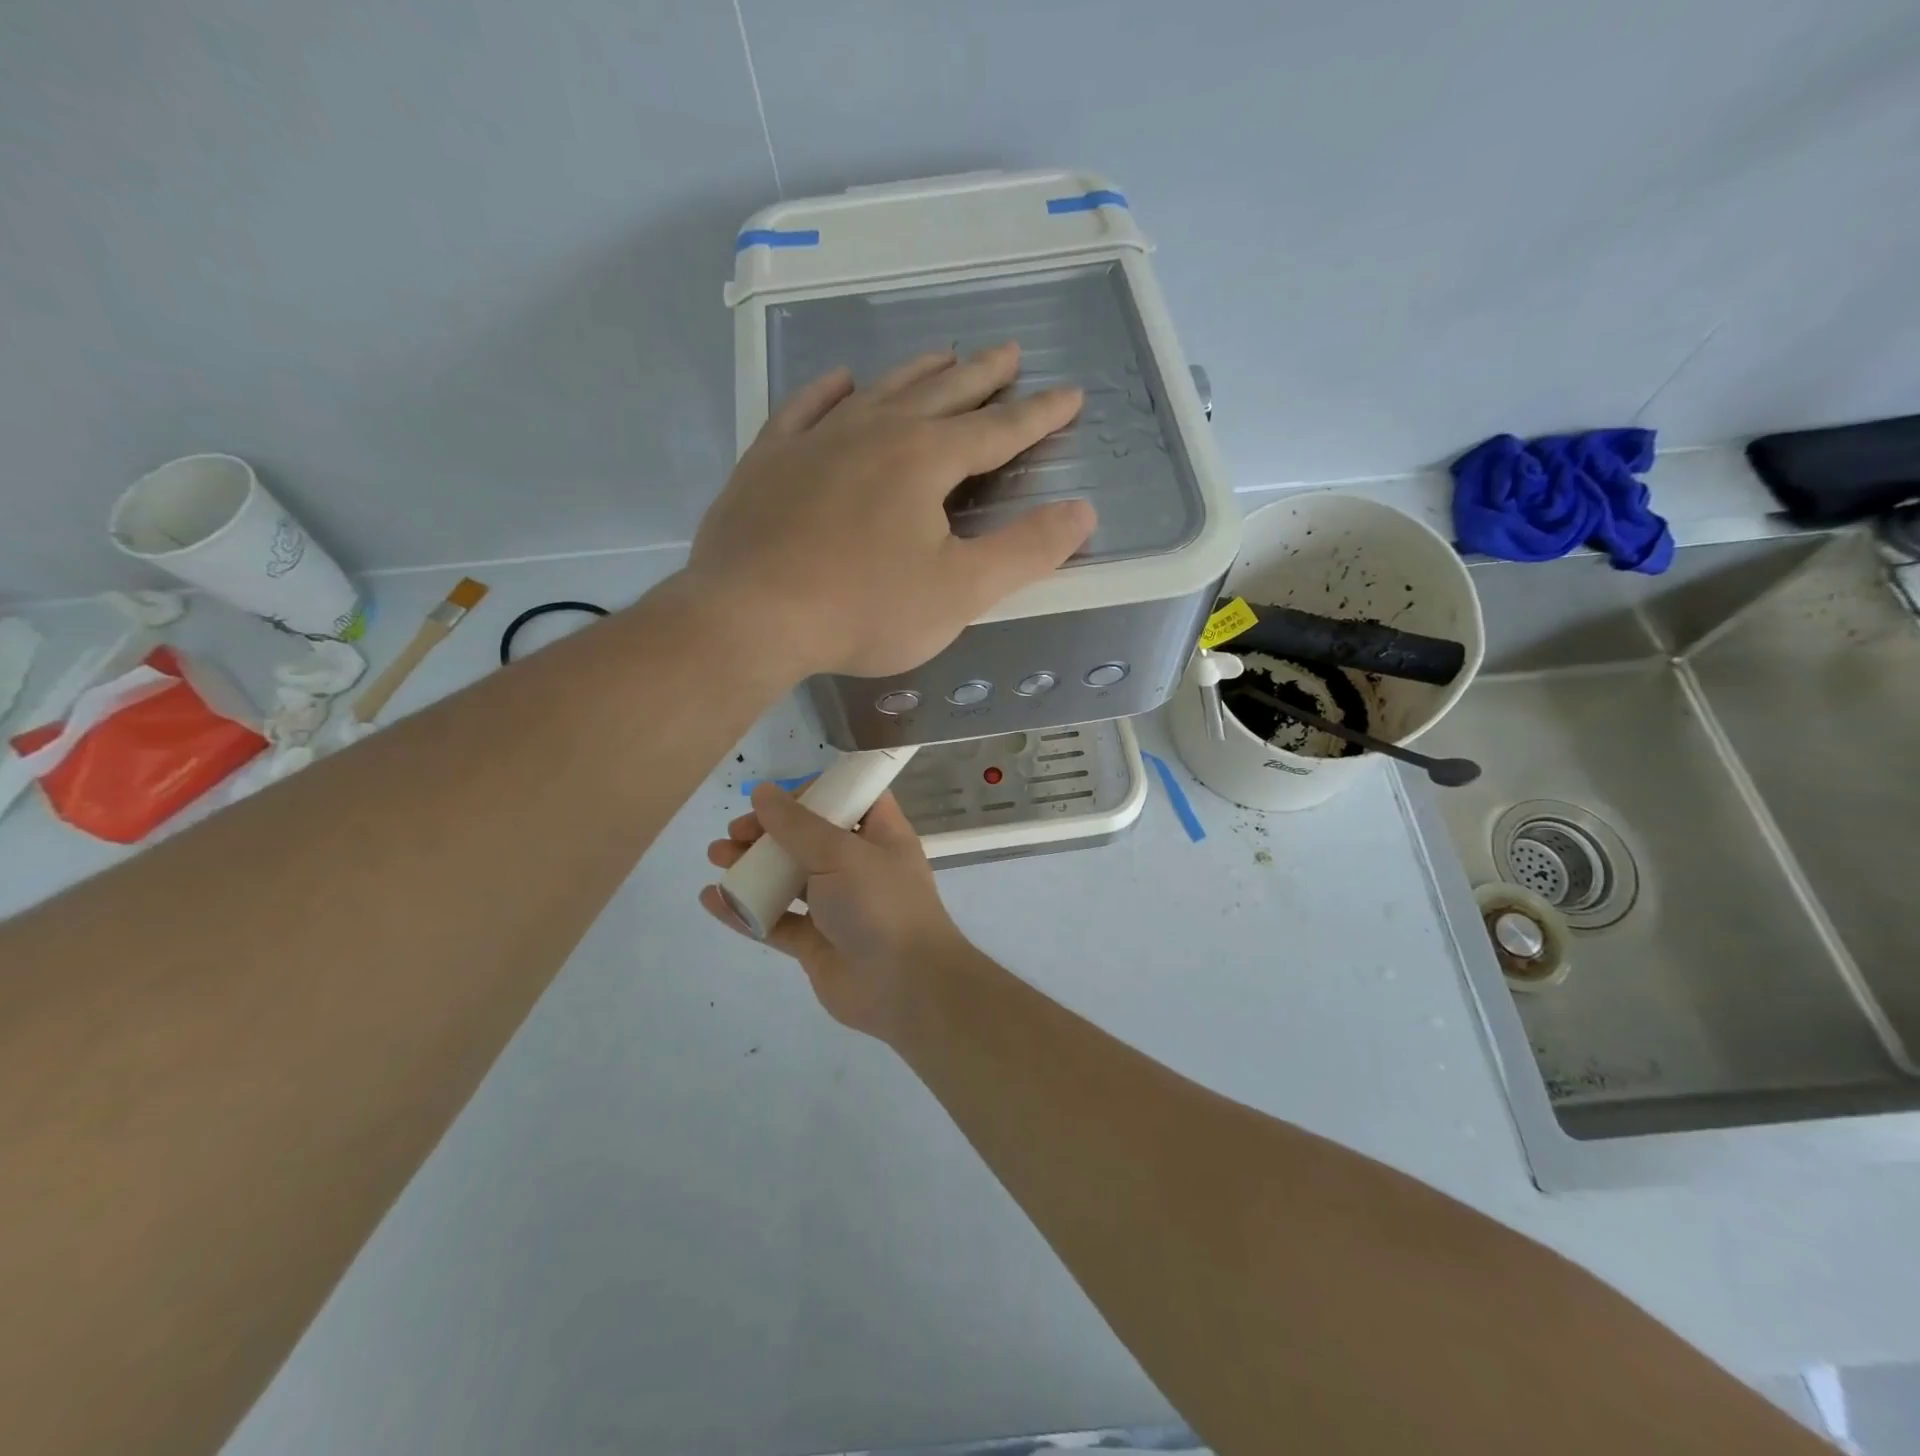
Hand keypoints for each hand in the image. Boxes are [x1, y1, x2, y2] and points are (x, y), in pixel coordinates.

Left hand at [685, 343, 1093, 678]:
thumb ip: (1025, 551)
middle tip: (1009, 352)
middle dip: (982, 376)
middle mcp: (874, 432)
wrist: (750, 616)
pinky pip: (805, 408)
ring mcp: (816, 440)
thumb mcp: (960, 591)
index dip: (1039, 415)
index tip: (1070, 395)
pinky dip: (829, 391)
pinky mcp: (769, 460)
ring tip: (942, 355)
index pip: (998, 430)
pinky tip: (843, 381)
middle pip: (941, 394)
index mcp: (926, 459)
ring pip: (879, 391)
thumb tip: (1082, 512)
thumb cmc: (863, 608)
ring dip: (917, 373)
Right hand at [699, 785, 966, 1041]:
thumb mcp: (841, 854)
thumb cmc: (880, 904)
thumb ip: (798, 825)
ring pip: (789, 877)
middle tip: (736, 832)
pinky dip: (747, 909)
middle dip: (770, 830)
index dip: (815, 793)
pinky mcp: (817, 942)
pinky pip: (777, 920)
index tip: (778, 798)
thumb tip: (764, 792)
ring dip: (753, 865)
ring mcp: (837, 905)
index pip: (850, 799)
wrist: (904, 987)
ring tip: (716, 857)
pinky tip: (713, 899)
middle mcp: (860, 866)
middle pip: (810, 837)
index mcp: (880, 835)